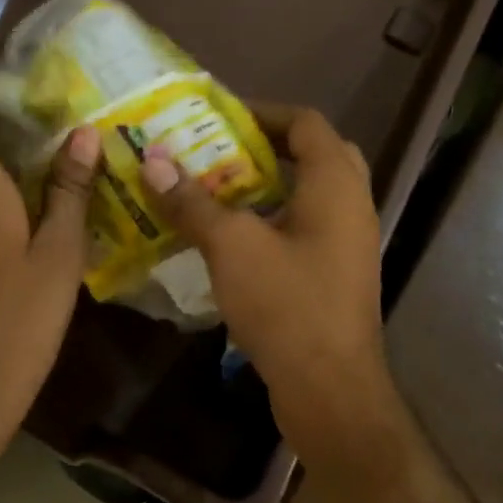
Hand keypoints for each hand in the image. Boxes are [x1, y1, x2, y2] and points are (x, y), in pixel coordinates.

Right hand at [139, 106, 393, 465]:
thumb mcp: (231, 246)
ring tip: (213, 187)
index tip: (217, 117)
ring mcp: (346, 244)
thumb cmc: (287, 305)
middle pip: (313, 155)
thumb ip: (192, 201)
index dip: (263, 112)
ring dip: (264, 185)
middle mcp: (350, 206)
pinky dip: (269, 220)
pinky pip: (303, 228)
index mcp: (335, 186)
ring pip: (307, 195)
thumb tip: (152, 161)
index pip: (306, 123)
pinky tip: (228, 236)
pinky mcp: (333, 275)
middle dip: (265, 147)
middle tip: (218, 150)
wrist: (330, 390)